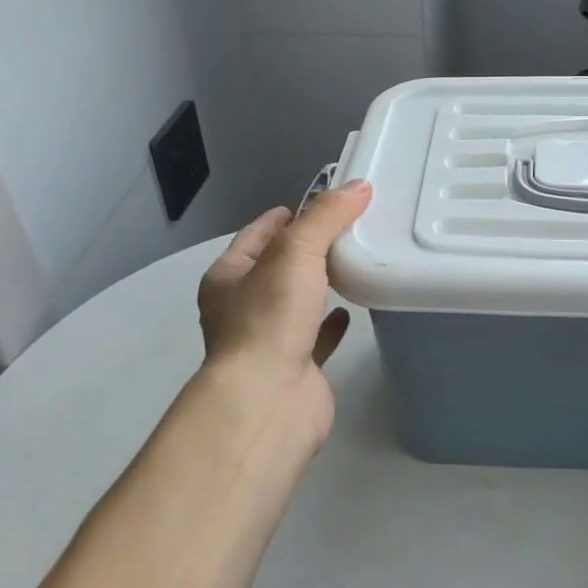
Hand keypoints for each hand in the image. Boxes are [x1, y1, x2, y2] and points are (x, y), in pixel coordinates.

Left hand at [193, 180, 371, 451]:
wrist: (267, 401)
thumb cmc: (270, 318)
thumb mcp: (296, 252)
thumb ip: (327, 217)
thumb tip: (359, 186)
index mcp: (228, 279)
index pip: (255, 236)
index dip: (281, 217)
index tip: (312, 202)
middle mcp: (242, 308)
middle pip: (276, 268)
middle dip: (305, 249)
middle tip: (344, 228)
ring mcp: (268, 341)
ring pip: (295, 303)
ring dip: (317, 285)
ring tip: (352, 261)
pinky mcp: (296, 368)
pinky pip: (316, 337)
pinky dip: (332, 323)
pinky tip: (351, 309)